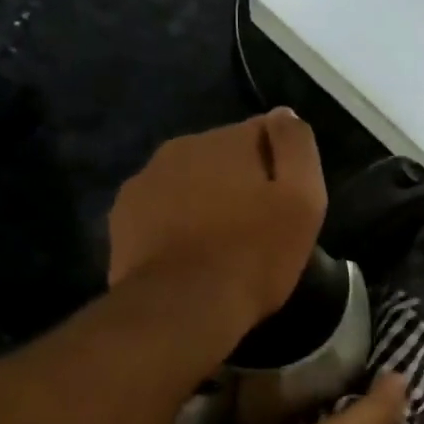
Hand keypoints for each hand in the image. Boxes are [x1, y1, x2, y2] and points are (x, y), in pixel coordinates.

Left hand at [109, 109, 326, 341]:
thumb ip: (297, 148)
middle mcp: (180, 147)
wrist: (181, 308)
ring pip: (186, 183)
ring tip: (216, 248)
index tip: (283, 207)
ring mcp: (144, 181)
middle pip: (221, 158)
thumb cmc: (251, 257)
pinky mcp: (121, 218)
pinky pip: (158, 211)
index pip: (264, 135)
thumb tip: (283, 115)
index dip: (280, 169)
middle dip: (237, 184)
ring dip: (202, 203)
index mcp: (226, 139)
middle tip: (252, 231)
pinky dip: (172, 225)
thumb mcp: (301, 202)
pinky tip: (185, 257)